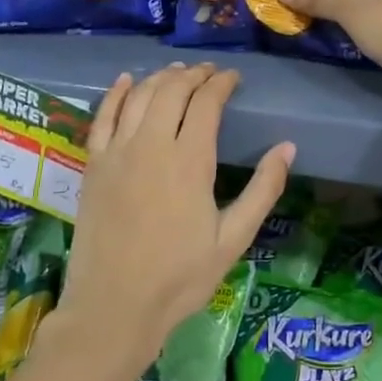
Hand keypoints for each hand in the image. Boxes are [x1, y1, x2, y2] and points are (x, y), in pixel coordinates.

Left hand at [58, 63, 293, 371]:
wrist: (113, 308)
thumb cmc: (180, 278)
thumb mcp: (233, 240)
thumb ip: (262, 190)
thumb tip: (288, 147)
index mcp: (190, 161)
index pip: (206, 103)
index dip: (221, 83)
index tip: (233, 77)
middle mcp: (152, 145)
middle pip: (172, 90)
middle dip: (193, 74)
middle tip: (209, 72)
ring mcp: (117, 152)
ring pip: (139, 96)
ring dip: (160, 78)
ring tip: (177, 72)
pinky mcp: (93, 165)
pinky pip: (102, 116)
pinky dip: (115, 93)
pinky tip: (126, 80)